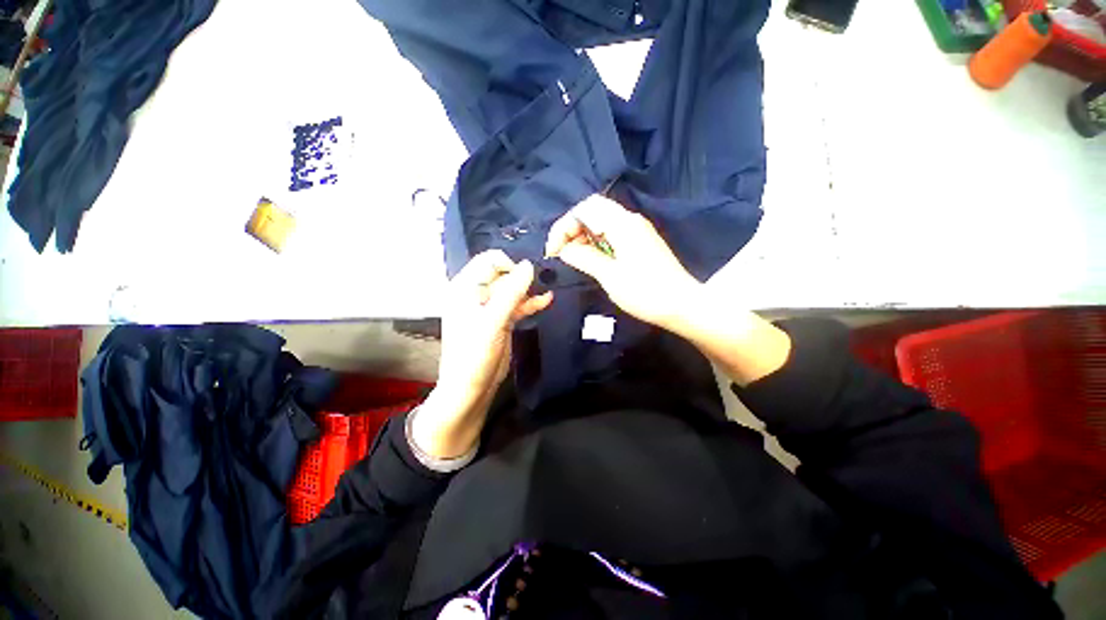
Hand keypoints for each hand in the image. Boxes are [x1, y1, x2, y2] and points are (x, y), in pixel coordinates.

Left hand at [414, 250, 552, 458]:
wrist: (471, 388)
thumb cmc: (474, 355)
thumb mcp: (493, 321)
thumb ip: (511, 292)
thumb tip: (529, 266)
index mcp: (465, 288)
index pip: (489, 261)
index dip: (510, 265)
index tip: (529, 275)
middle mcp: (476, 294)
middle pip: (503, 274)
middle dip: (523, 277)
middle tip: (544, 280)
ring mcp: (490, 307)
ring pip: (513, 290)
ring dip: (529, 289)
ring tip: (548, 288)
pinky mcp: (501, 320)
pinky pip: (517, 305)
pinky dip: (530, 302)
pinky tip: (546, 300)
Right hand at [545, 195, 700, 329]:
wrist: (682, 305)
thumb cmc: (645, 292)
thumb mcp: (610, 276)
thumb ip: (584, 257)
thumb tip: (564, 249)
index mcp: (622, 224)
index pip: (584, 209)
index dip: (564, 226)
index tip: (554, 251)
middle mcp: (630, 220)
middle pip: (592, 211)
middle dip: (572, 230)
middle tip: (563, 254)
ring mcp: (637, 230)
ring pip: (602, 222)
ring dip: (583, 236)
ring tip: (574, 259)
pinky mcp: (640, 242)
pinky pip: (612, 233)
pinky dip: (596, 242)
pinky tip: (593, 260)